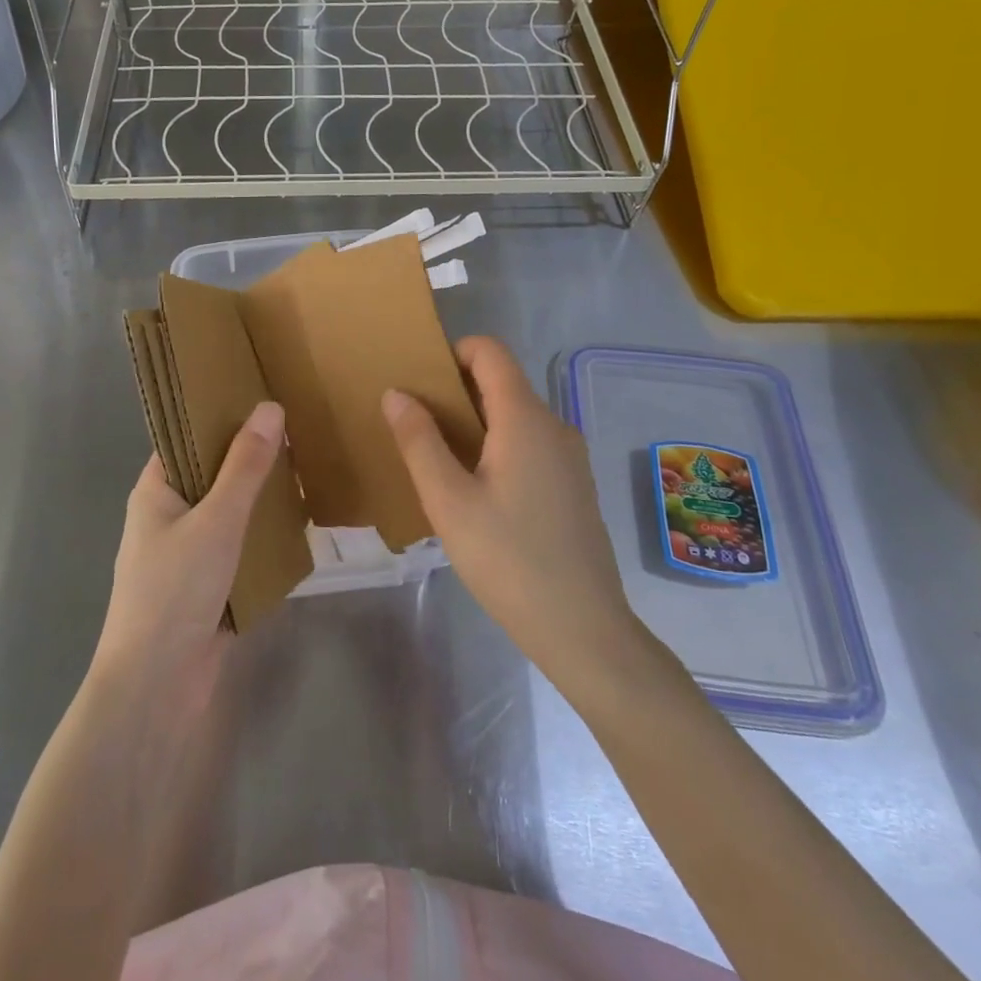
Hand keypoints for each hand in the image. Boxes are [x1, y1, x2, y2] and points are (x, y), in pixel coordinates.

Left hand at [92, 402, 284, 697]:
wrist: (156, 688)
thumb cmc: (176, 590)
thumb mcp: (217, 519)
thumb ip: (246, 466)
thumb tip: (270, 407)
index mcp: (156, 490)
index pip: (187, 436)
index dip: (221, 415)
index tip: (263, 394)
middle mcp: (169, 515)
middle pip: (214, 473)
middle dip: (253, 458)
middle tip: (299, 429)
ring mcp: (189, 552)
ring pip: (231, 512)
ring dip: (263, 499)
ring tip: (308, 468)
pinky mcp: (209, 585)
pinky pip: (241, 548)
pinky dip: (265, 537)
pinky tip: (302, 524)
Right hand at [382, 337, 639, 699]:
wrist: (583, 629)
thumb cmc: (508, 559)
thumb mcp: (448, 501)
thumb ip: (419, 441)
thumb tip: (396, 393)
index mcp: (524, 418)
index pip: (490, 352)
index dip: (452, 352)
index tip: (418, 381)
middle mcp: (553, 425)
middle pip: (501, 382)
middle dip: (455, 391)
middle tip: (415, 424)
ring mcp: (568, 456)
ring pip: (514, 416)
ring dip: (474, 423)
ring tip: (438, 459)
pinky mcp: (572, 484)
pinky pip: (529, 443)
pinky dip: (496, 446)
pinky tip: (475, 490)